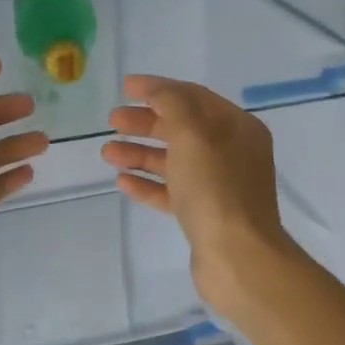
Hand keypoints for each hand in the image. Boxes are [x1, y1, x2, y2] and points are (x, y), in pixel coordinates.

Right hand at [102, 75, 300, 319]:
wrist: (237, 257)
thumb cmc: (216, 188)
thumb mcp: (193, 134)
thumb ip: (172, 104)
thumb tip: (156, 90)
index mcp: (237, 128)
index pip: (194, 97)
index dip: (159, 89)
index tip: (125, 87)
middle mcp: (231, 153)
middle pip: (181, 128)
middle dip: (145, 123)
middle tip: (112, 121)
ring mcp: (218, 186)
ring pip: (174, 161)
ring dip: (140, 154)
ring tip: (107, 153)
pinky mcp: (204, 215)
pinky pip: (172, 192)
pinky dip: (148, 184)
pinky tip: (122, 182)